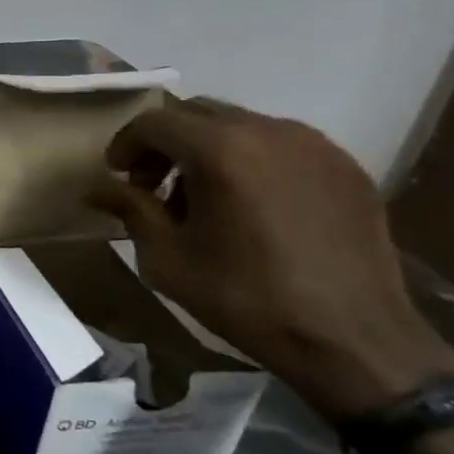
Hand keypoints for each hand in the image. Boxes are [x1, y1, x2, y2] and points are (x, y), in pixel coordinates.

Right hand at [87, 100, 453, 423]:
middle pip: (196, 113)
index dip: (125, 144)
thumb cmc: (246, 298)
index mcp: (220, 150)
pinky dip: (251, 160)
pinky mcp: (346, 167)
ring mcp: (315, 146)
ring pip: (240, 124)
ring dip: (208, 148)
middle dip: (165, 142)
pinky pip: (281, 144)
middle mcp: (269, 131)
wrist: (354, 341)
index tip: (118, 176)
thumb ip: (130, 209)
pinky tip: (251, 205)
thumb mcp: (166, 258)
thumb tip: (99, 188)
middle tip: (153, 184)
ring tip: (203, 197)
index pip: (154, 121)